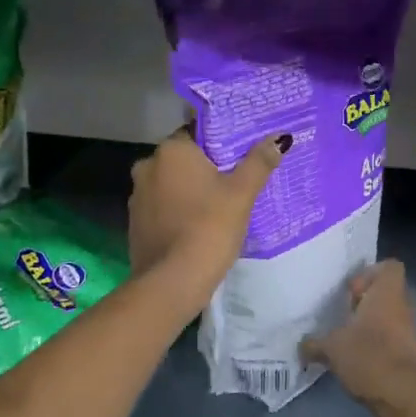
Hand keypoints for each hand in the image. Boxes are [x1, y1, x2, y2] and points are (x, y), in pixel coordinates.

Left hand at [127, 128, 285, 307]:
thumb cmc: (208, 228)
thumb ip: (259, 162)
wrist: (171, 283)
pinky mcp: (135, 224)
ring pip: (171, 183)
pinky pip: (163, 207)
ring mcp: (138, 196)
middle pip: (184, 159)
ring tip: (220, 203)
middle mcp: (148, 166)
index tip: (240, 153)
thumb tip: (279, 138)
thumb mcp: (241, 194)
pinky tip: (198, 224)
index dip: (220, 141)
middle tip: (236, 178)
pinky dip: (179, 210)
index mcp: (171, 151)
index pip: (197, 132)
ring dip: (191, 189)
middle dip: (206, 167)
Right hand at [303, 260, 415, 416]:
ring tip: (346, 341)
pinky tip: (357, 361)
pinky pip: (392, 342)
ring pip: (389, 319)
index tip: (351, 291)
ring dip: (370, 327)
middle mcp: (402, 308)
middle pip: (386, 294)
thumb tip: (302, 346)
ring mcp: (409, 333)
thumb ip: (315, 343)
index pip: (390, 267)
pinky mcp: (410, 357)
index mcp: (387, 294)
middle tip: (343, 316)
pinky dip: (377, 347)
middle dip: (364, 303)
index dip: (370, 274)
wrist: (402, 397)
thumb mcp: (332, 347)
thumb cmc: (368, 356)